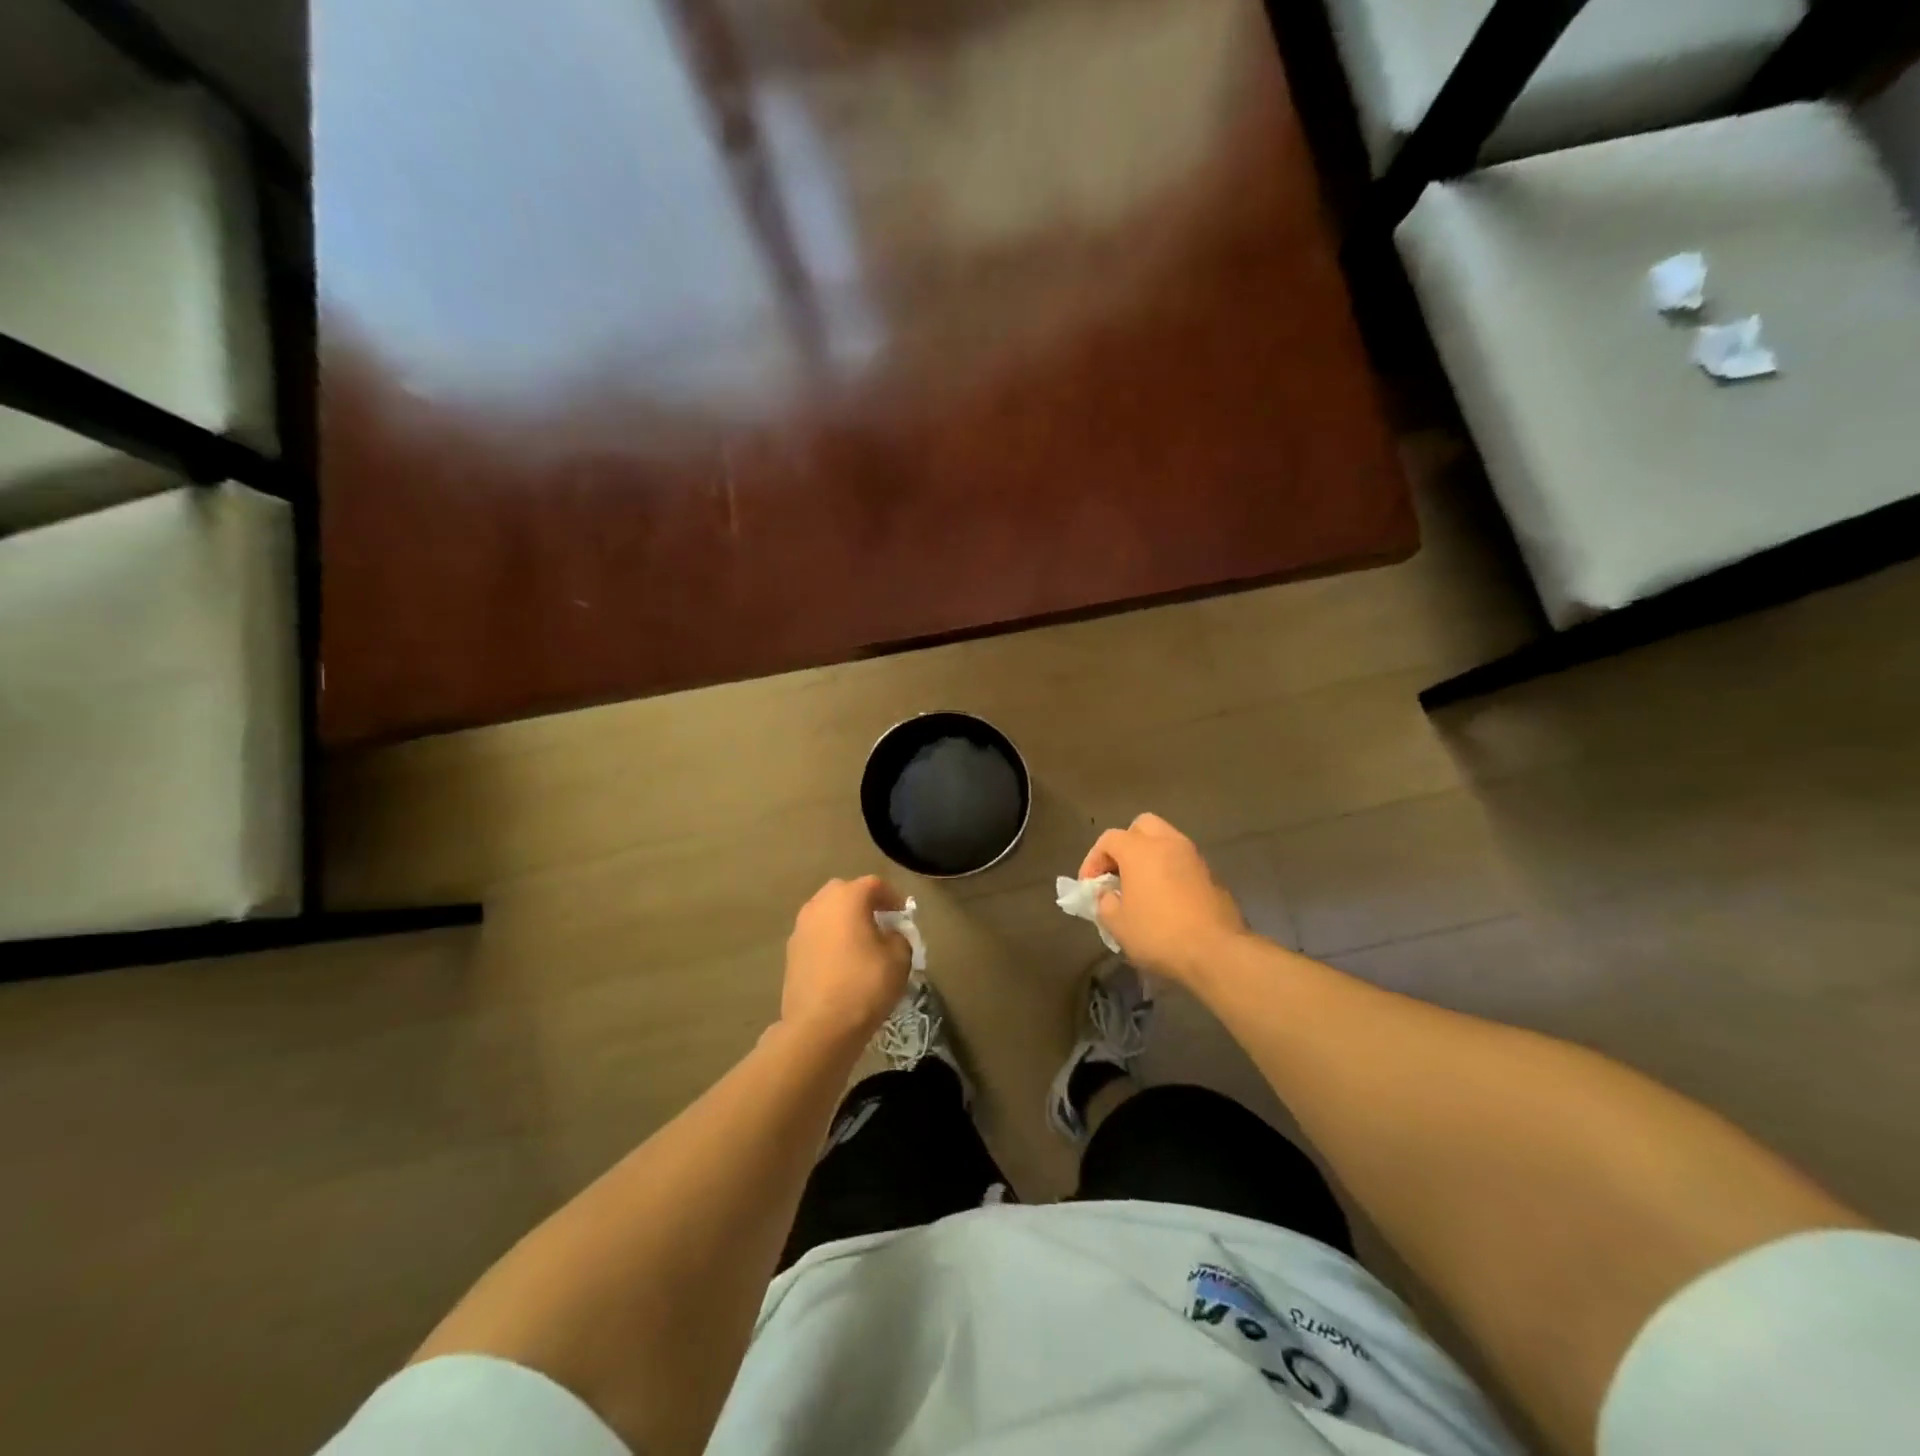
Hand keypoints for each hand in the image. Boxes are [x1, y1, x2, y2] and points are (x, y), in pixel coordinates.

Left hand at [782, 876, 913, 1046]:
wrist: (819, 1026)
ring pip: (827, 913)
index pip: (874, 885)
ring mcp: (800, 927)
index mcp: (847, 897)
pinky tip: (840, 962)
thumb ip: (899, 936)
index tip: (902, 917)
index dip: (892, 898)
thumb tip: (889, 934)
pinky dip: (829, 940)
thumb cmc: (865, 985)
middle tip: (879, 925)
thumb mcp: (899, 958)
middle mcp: (819, 904)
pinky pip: (816, 934)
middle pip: (845, 892)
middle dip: (863, 903)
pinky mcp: (790, 952)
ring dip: (843, 921)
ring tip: (859, 944)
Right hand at [1079, 813, 1249, 984]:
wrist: (1217, 952)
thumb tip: (1108, 896)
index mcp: (1140, 850)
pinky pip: (1184, 862)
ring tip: (1142, 887)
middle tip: (1119, 872)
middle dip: (1126, 844)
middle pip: (1142, 826)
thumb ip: (1104, 903)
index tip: (1090, 886)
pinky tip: (1167, 900)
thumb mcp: (1117, 925)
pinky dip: (1171, 871)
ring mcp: (1195, 857)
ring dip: (1151, 857)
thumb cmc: (1159, 934)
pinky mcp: (1213, 875)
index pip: (1109, 839)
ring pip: (1167, 841)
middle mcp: (1168, 843)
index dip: (1093, 859)